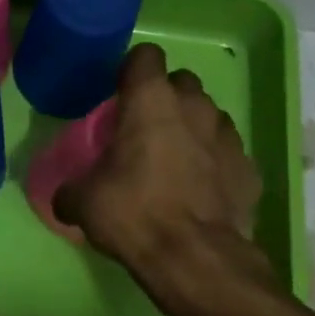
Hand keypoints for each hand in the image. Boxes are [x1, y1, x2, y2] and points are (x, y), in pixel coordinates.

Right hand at [56, 43, 265, 302]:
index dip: (132, 70)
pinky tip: (201, 190)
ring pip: (209, 115)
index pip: (145, 56)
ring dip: (192, 128)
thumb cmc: (134, 214)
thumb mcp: (83, 203)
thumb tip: (65, 198)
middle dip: (165, 98)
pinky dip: (215, 163)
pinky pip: (228, 153)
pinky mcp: (249, 168)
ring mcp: (228, 136)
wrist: (196, 259)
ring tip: (174, 160)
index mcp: (151, 102)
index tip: (119, 93)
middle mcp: (195, 107)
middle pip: (182, 82)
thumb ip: (71, 191)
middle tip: (144, 129)